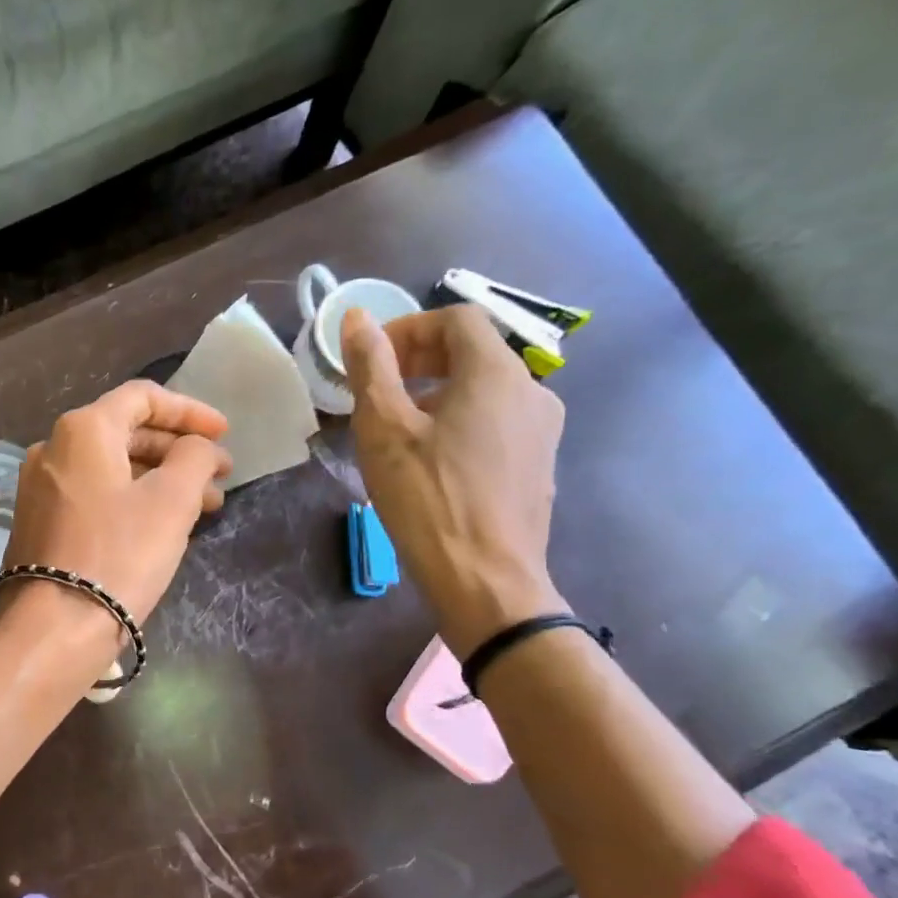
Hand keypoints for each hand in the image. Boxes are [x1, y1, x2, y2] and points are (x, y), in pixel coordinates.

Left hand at [1, 380, 231, 625]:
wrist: (53, 627)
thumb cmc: (119, 555)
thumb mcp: (172, 501)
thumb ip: (194, 458)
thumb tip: (196, 447)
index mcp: (82, 430)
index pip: (142, 397)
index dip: (190, 411)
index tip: (224, 434)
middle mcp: (52, 449)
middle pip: (126, 432)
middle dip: (178, 450)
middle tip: (220, 475)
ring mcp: (40, 487)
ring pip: (111, 468)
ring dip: (160, 478)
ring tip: (204, 506)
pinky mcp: (39, 521)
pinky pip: (94, 494)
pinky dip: (131, 498)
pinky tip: (161, 523)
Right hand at [342, 306, 566, 657]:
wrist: (486, 580)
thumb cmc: (428, 498)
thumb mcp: (385, 429)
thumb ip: (372, 366)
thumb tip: (355, 317)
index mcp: (496, 373)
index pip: (457, 320)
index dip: (409, 329)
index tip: (372, 360)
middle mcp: (532, 391)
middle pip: (475, 352)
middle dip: (420, 360)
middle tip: (377, 391)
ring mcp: (542, 431)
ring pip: (485, 390)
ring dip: (438, 392)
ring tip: (397, 430)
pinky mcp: (538, 465)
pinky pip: (496, 423)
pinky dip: (460, 421)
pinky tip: (431, 462)